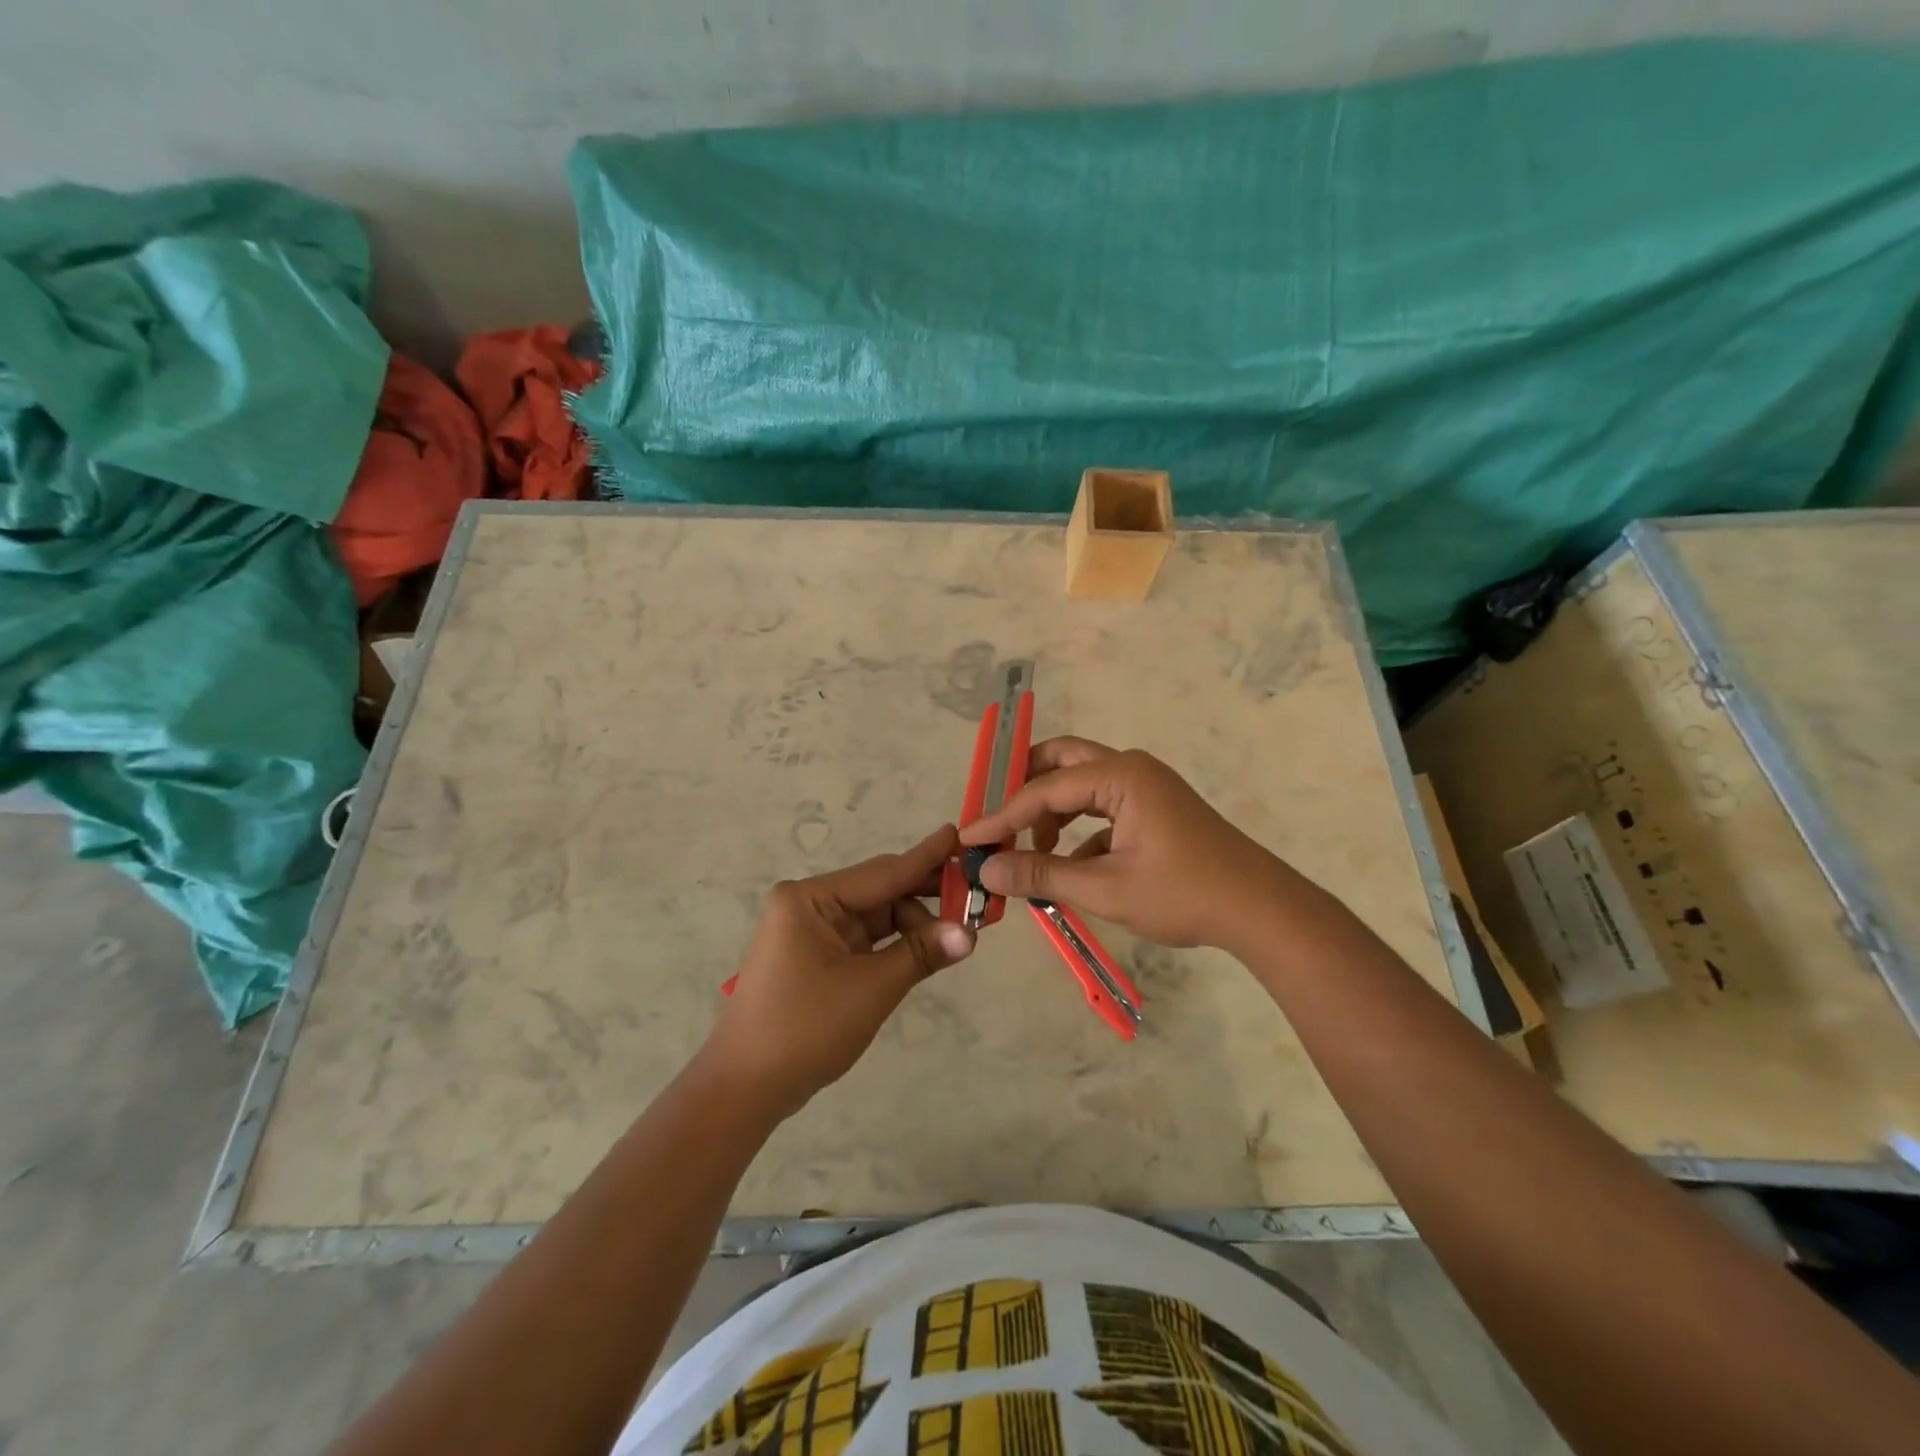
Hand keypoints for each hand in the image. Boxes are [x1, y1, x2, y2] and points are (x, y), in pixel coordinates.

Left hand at [705, 825, 974, 1116]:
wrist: (745, 1088)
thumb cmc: (805, 1029)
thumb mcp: (871, 988)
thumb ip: (921, 953)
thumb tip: (970, 933)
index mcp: (811, 899)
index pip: (883, 872)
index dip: (926, 857)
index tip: (959, 834)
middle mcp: (809, 904)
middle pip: (880, 891)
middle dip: (926, 897)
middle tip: (974, 896)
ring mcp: (810, 930)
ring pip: (876, 916)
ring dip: (913, 925)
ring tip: (957, 935)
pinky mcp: (816, 955)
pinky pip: (865, 938)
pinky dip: (895, 944)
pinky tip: (927, 948)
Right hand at [958, 738, 1287, 950]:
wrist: (1260, 910)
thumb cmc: (1184, 895)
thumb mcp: (1106, 888)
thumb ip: (1043, 874)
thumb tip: (987, 870)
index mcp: (1120, 775)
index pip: (1044, 789)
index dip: (1002, 816)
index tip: (968, 838)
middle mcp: (1130, 768)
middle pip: (1062, 761)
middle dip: (1025, 788)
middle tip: (997, 819)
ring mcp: (1145, 786)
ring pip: (1082, 784)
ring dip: (1052, 811)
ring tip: (1032, 851)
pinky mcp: (1154, 807)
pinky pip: (1102, 806)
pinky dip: (1079, 828)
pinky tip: (1071, 865)